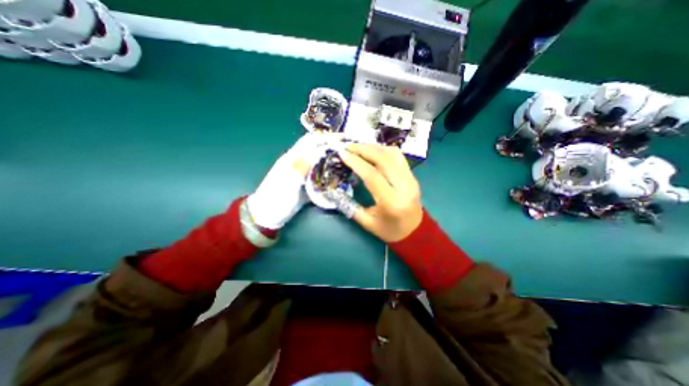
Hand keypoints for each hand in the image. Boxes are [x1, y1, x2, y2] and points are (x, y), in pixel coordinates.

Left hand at [249, 133, 342, 229]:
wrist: (268, 215)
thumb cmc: (276, 199)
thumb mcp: (288, 182)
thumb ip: (303, 166)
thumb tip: (320, 151)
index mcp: (293, 158)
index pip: (311, 141)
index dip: (327, 137)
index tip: (344, 139)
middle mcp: (299, 161)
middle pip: (316, 147)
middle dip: (332, 143)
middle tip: (349, 147)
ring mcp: (303, 171)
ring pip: (319, 158)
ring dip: (332, 155)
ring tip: (347, 157)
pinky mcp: (306, 181)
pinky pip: (320, 171)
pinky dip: (330, 168)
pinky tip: (339, 172)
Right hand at [336, 143, 423, 242]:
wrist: (415, 232)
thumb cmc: (389, 230)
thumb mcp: (367, 223)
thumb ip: (350, 206)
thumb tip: (334, 190)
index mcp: (392, 202)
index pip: (372, 175)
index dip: (356, 162)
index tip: (342, 153)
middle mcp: (404, 187)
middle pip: (384, 159)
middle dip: (364, 149)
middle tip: (348, 146)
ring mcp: (411, 179)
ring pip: (393, 154)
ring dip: (374, 147)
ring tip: (358, 147)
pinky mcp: (413, 176)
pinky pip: (398, 157)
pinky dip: (384, 150)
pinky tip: (373, 152)